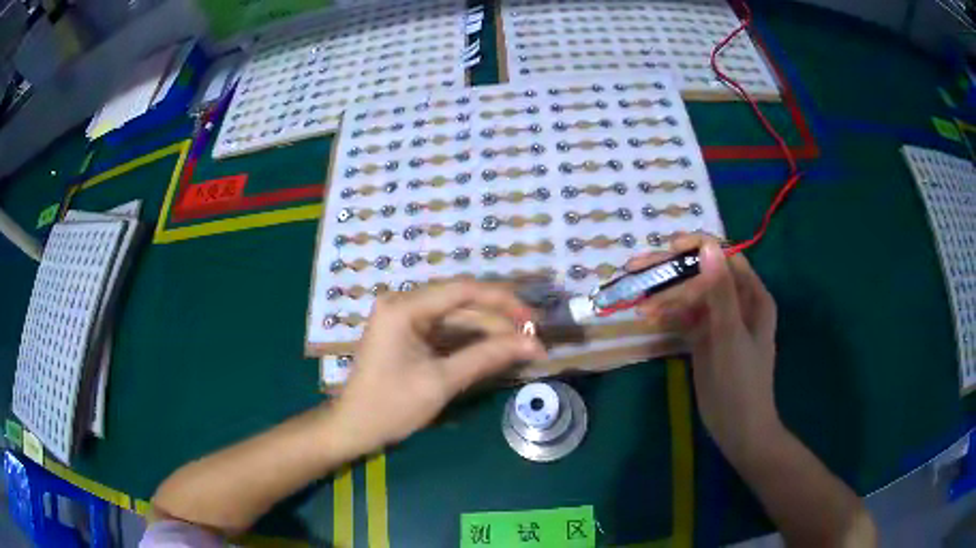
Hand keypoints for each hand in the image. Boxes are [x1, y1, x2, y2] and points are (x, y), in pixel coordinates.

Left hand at [331, 281, 546, 451]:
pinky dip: (471, 342)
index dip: (503, 301)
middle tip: (534, 339)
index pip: (462, 291)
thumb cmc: (391, 406)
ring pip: (457, 319)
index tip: (533, 318)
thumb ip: (487, 357)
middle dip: (499, 322)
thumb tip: (532, 345)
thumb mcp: (441, 382)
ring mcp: (405, 319)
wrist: (354, 428)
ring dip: (489, 333)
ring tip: (523, 347)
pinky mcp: (408, 335)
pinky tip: (497, 351)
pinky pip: (446, 332)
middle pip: (462, 305)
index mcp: (404, 308)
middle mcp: (403, 304)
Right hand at [628, 235, 779, 463]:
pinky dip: (667, 315)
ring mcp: (719, 321)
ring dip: (664, 294)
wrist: (738, 428)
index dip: (697, 248)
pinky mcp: (705, 339)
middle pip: (702, 275)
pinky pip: (685, 318)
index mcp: (752, 295)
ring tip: (635, 297)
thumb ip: (720, 291)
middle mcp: (737, 302)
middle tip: (636, 268)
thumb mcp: (731, 335)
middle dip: (671, 271)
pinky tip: (646, 316)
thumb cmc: (741, 382)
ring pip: (690, 296)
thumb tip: (707, 246)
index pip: (724, 258)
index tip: (668, 248)